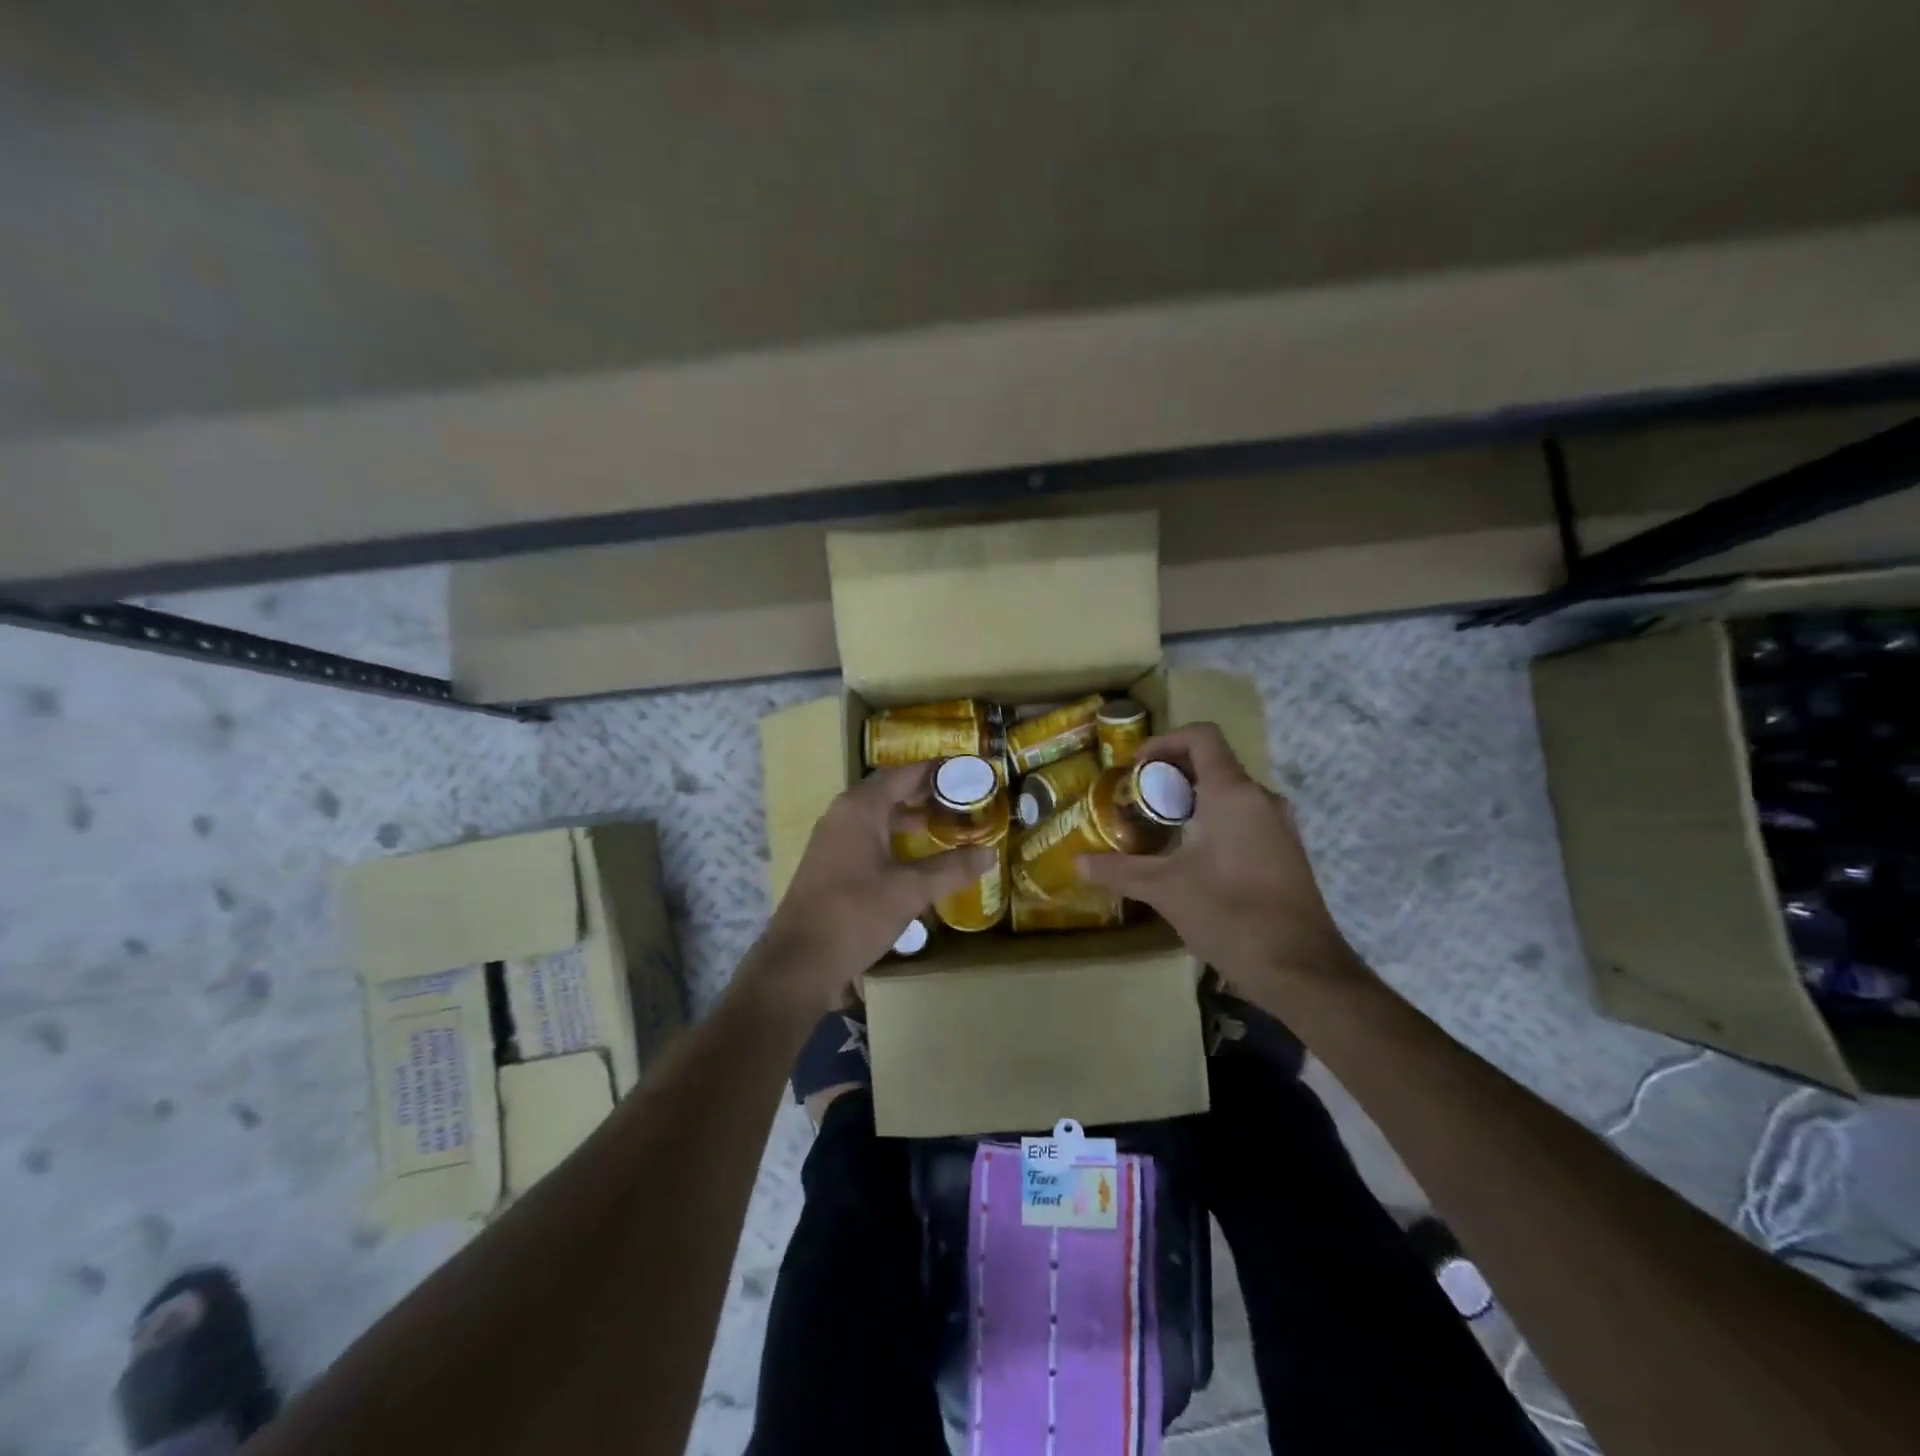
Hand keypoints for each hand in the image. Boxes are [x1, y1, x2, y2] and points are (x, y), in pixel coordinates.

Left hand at [749, 763, 992, 1006]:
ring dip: (911, 818)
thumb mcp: (910, 891)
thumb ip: (951, 869)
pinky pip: (868, 837)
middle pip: (890, 792)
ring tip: (948, 824)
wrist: (799, 962)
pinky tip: (917, 858)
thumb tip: (989, 853)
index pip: (904, 774)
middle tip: (965, 799)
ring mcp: (833, 839)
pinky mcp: (831, 864)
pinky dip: (895, 838)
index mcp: (860, 808)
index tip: (969, 771)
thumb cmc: (855, 914)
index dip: (937, 771)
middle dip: (927, 794)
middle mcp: (843, 814)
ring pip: (878, 816)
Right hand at [1078, 723, 1363, 1000]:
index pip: (1202, 737)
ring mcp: (1280, 825)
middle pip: (1214, 763)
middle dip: (1171, 775)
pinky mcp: (1287, 851)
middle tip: (1138, 801)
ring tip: (1159, 828)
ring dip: (1193, 799)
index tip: (1136, 767)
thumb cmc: (1230, 915)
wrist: (1301, 970)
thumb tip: (1077, 864)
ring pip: (1231, 792)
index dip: (1165, 741)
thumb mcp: (1166, 890)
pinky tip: (1192, 857)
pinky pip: (1246, 816)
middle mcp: (1261, 799)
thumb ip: (1119, 870)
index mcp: (1233, 793)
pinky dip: (1215, 820)